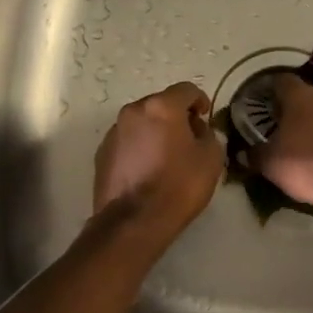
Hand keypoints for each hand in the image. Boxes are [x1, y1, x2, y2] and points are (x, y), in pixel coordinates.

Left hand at [93, 81, 224, 244]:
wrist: (133, 222)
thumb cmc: (178, 186)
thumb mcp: (211, 159)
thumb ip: (209, 135)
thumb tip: (198, 130)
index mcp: (161, 107)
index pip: (186, 90)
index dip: (200, 101)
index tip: (205, 118)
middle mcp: (133, 111)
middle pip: (160, 104)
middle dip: (176, 117)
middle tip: (189, 139)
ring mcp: (113, 132)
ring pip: (141, 123)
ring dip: (156, 132)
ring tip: (166, 158)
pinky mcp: (102, 153)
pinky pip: (127, 141)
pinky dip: (139, 148)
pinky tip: (147, 171)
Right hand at [249, 74, 312, 219]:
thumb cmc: (310, 167)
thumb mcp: (272, 165)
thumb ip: (255, 154)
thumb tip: (244, 152)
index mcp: (301, 97)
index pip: (282, 81)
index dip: (272, 91)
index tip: (267, 106)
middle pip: (310, 95)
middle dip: (301, 109)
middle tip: (292, 130)